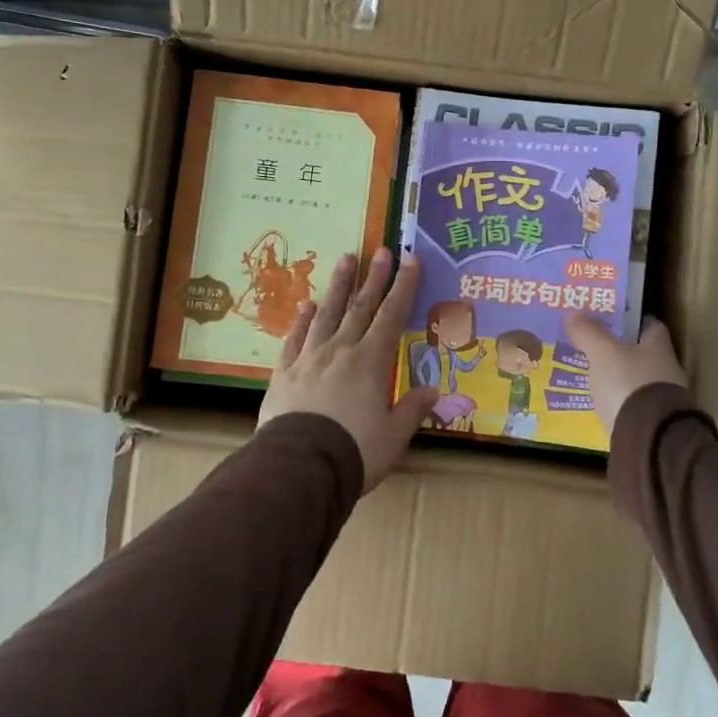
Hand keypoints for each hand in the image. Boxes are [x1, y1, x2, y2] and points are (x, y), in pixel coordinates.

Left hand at [259, 248, 438, 492]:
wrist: (300, 466)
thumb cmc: (356, 450)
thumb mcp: (394, 435)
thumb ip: (413, 409)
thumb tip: (433, 391)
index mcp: (371, 361)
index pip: (392, 316)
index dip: (404, 287)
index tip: (410, 260)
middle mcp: (340, 350)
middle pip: (360, 307)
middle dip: (374, 278)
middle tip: (381, 250)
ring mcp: (309, 358)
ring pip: (326, 314)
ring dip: (338, 286)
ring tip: (345, 259)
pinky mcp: (284, 373)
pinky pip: (294, 339)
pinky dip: (301, 321)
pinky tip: (305, 305)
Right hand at [563, 314, 688, 433]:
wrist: (649, 439)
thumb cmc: (629, 384)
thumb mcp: (603, 353)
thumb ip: (589, 332)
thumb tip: (573, 312)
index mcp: (659, 347)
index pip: (649, 324)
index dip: (630, 320)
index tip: (610, 318)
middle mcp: (667, 370)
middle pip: (643, 353)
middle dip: (621, 349)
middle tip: (593, 346)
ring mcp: (663, 400)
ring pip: (638, 380)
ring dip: (620, 377)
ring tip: (593, 375)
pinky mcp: (654, 424)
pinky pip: (633, 405)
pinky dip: (619, 402)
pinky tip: (601, 403)